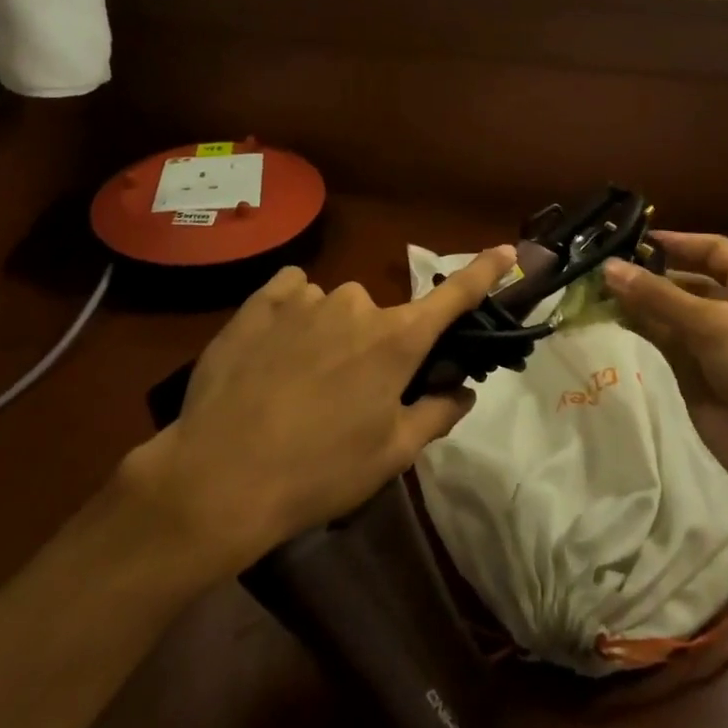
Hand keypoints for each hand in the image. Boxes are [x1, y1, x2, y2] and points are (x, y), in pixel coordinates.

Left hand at [122, 246, 519, 575]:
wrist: (219, 477)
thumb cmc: (318, 471)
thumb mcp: (389, 456)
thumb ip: (435, 415)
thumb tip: (462, 391)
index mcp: (397, 340)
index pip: (454, 297)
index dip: (484, 272)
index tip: (508, 250)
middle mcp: (357, 305)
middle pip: (382, 317)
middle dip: (375, 346)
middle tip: (348, 395)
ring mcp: (306, 298)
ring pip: (334, 306)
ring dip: (329, 333)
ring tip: (297, 383)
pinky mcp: (260, 302)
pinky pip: (292, 291)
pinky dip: (293, 311)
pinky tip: (273, 349)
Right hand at [603, 232, 727, 500]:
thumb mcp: (714, 325)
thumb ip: (658, 296)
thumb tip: (607, 267)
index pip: (711, 249)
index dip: (675, 241)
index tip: (631, 237)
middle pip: (684, 279)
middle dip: (647, 271)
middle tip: (599, 264)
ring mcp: (712, 341)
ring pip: (667, 310)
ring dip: (637, 299)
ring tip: (594, 287)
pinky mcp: (694, 372)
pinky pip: (662, 339)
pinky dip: (638, 326)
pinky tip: (609, 315)